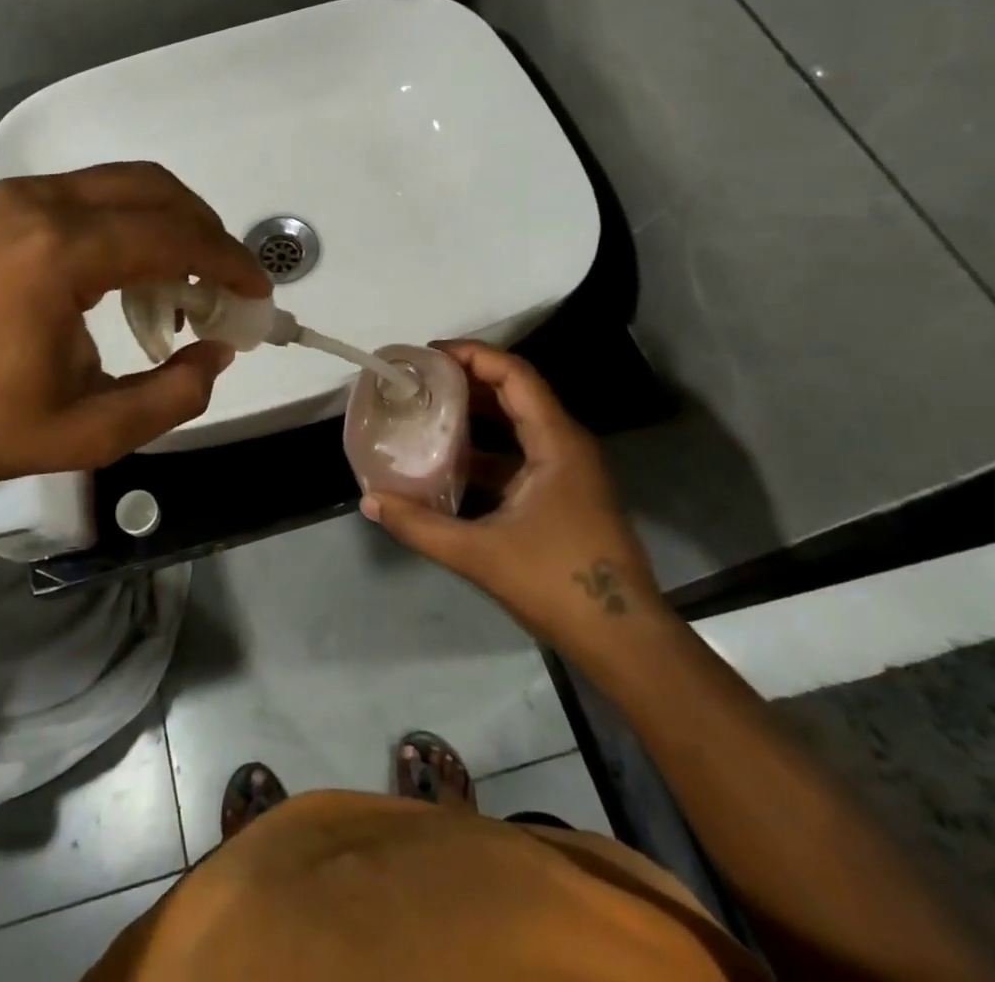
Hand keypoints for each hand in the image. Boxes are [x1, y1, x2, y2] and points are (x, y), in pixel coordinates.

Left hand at [0, 162, 268, 520]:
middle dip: (205, 232)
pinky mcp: (1, 208)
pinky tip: (133, 273)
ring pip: (122, 184)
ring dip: (169, 223)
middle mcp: (41, 204)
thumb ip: (173, 394)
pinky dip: (130, 222)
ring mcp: (15, 199)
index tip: (259, 293)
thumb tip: (218, 352)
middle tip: (228, 285)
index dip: (227, 262)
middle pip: (154, 191)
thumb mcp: (92, 431)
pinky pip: (89, 195)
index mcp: (61, 252)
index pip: (172, 237)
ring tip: (186, 284)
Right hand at [360, 341, 662, 643]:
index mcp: (556, 442)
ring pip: (518, 424)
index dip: (473, 356)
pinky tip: (451, 462)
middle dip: (468, 380)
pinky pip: (520, 453)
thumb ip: (420, 525)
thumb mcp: (479, 554)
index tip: (429, 356)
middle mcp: (566, 445)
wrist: (623, 639)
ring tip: (427, 411)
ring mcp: (567, 471)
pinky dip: (486, 448)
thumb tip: (371, 499)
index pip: (515, 375)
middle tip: (420, 380)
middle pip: (516, 392)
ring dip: (476, 413)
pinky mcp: (564, 494)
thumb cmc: (557, 583)